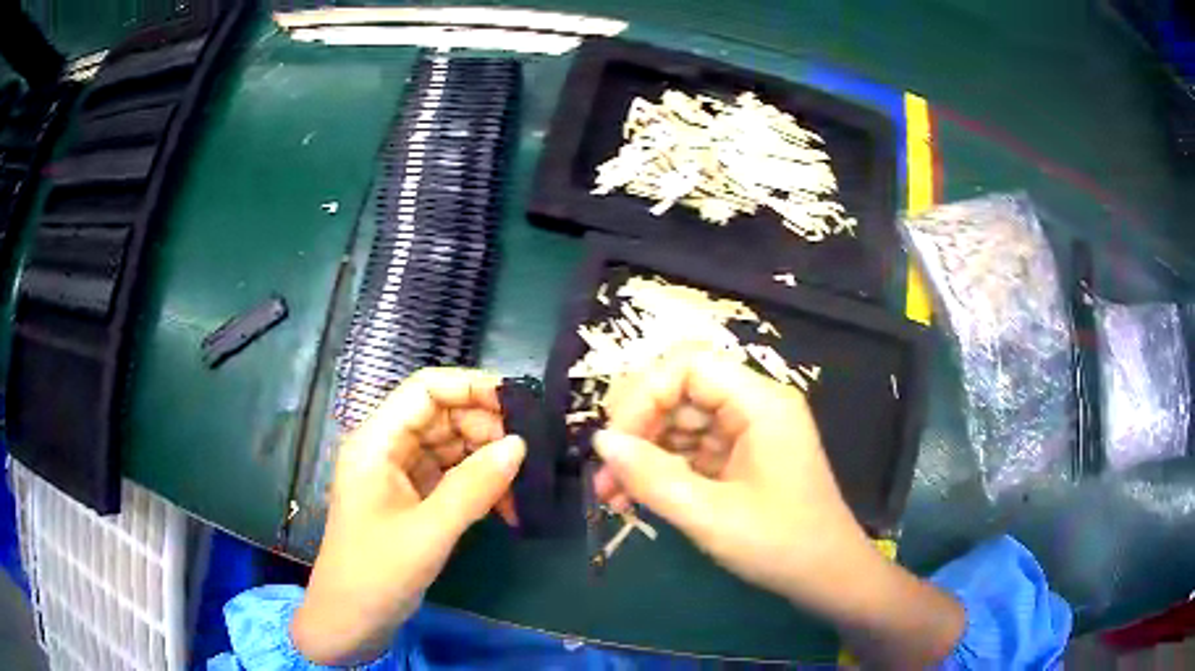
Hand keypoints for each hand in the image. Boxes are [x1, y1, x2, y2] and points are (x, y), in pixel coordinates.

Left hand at [292, 368, 525, 665]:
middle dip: (486, 428)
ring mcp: (399, 475)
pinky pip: (451, 478)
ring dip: (487, 460)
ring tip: (525, 482)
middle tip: (530, 453)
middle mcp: (387, 449)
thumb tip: (519, 445)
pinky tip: (508, 506)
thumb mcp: (428, 532)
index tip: (520, 404)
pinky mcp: (412, 500)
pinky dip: (479, 486)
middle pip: (442, 415)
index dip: (472, 387)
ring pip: (451, 447)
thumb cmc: (377, 573)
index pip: (425, 389)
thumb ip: (474, 487)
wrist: (351, 621)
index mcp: (376, 441)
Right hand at [592, 349, 868, 610]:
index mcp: (761, 403)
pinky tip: (635, 497)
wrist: (827, 577)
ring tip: (611, 494)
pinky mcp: (742, 458)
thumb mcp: (711, 516)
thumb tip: (601, 442)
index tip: (614, 441)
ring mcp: (749, 432)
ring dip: (644, 452)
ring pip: (682, 422)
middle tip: (604, 473)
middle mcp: (755, 406)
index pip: (690, 365)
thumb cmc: (780, 544)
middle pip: (683, 391)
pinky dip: (663, 469)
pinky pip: (693, 449)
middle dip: (638, 428)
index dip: (645, 393)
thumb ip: (652, 477)